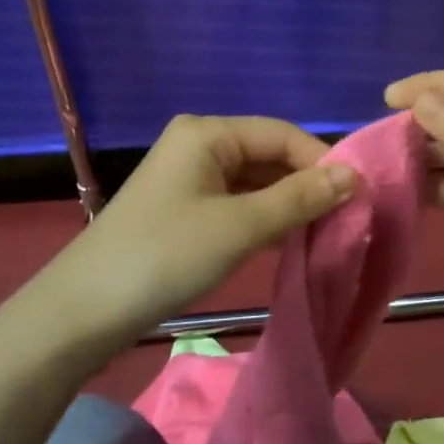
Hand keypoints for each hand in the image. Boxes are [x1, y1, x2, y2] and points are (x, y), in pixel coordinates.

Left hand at [60, 115, 355, 338]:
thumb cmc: (166, 256)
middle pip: (268, 155)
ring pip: (254, 182)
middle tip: (346, 220)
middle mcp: (198, 144)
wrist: (83, 310)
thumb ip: (299, 198)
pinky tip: (288, 243)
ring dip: (288, 205)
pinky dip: (263, 220)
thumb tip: (353, 176)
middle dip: (307, 185)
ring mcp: (188, 177)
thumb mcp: (241, 227)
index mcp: (208, 132)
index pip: (282, 134)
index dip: (323, 161)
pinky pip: (236, 203)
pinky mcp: (183, 208)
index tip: (359, 196)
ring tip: (325, 233)